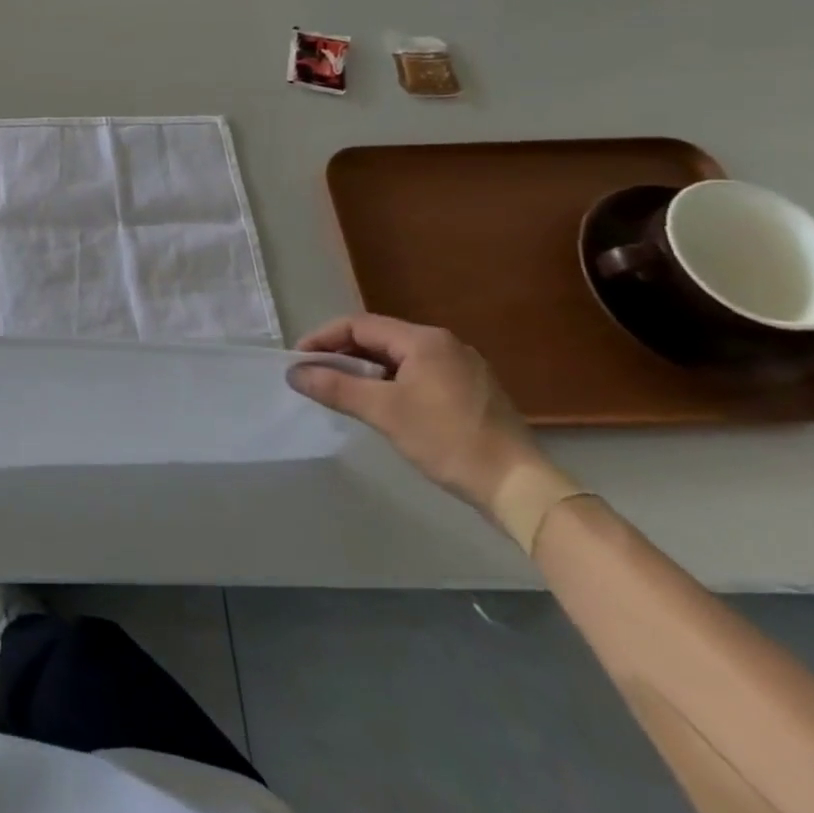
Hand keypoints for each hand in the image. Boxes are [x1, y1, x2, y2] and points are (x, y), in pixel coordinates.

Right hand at [290, 313, 542, 509]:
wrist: (520, 487)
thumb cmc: (448, 440)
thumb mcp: (384, 412)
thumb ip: (335, 387)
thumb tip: (294, 373)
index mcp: (425, 340)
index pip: (359, 325)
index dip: (323, 339)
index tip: (299, 361)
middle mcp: (445, 344)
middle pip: (379, 338)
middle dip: (342, 354)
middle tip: (316, 376)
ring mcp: (462, 367)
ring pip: (398, 358)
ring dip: (365, 370)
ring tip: (342, 391)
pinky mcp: (471, 391)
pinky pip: (418, 374)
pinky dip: (390, 382)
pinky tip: (381, 405)